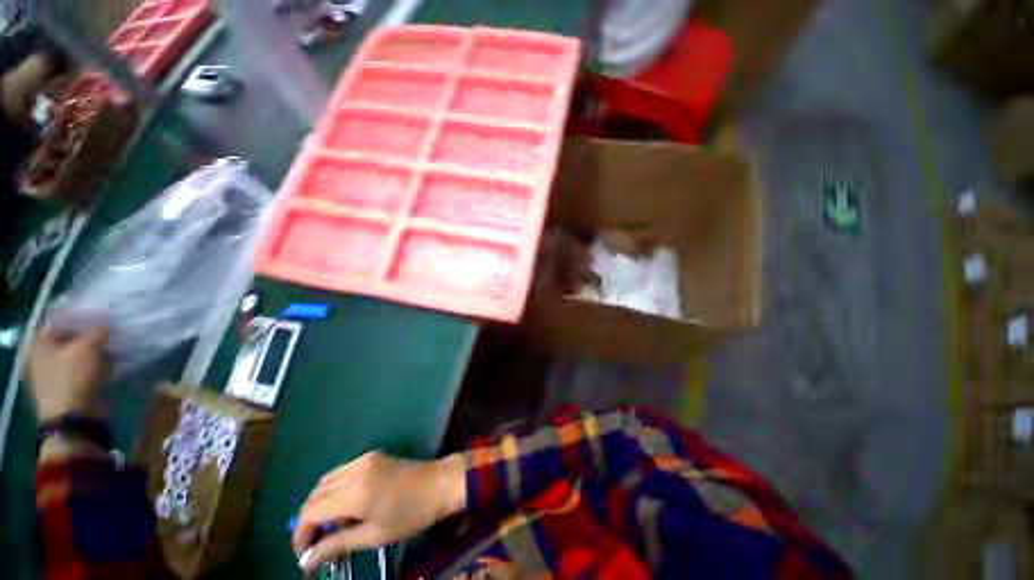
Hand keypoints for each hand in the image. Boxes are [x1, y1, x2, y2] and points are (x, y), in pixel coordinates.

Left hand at [28, 326, 109, 420]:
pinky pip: (86, 372)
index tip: (99, 318)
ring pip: (80, 358)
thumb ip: (97, 332)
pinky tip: (111, 366)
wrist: (75, 416)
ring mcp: (58, 376)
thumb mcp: (87, 347)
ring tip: (114, 350)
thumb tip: (105, 327)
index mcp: (41, 346)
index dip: (78, 320)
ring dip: (96, 354)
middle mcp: (46, 358)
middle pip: (70, 342)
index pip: (59, 324)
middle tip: (109, 334)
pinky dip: (98, 368)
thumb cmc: (73, 376)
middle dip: (89, 338)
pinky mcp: (71, 387)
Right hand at [292, 451, 465, 574]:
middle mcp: (355, 470)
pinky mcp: (373, 455)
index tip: (303, 555)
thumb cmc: (410, 514)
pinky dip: (335, 490)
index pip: (311, 512)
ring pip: (327, 480)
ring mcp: (364, 458)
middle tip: (314, 544)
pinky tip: (345, 507)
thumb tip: (307, 561)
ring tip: (330, 527)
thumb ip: (337, 545)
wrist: (439, 483)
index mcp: (355, 492)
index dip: (300, 535)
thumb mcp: (373, 536)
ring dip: (321, 503)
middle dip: (308, 520)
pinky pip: (342, 472)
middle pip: (316, 494)